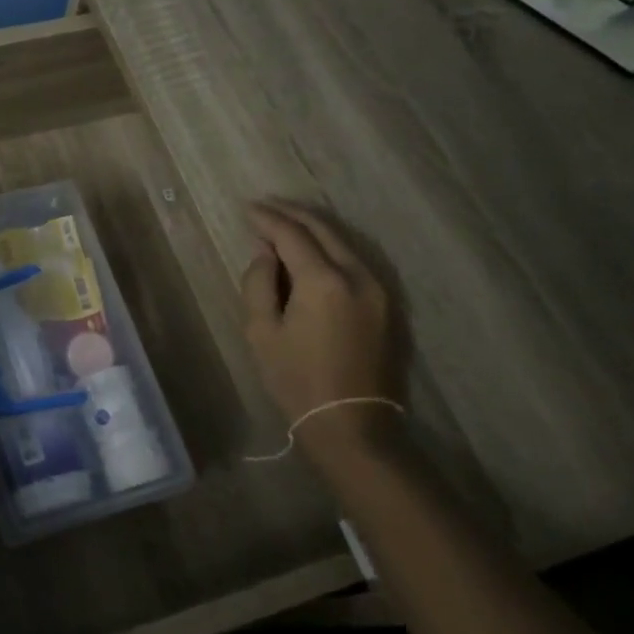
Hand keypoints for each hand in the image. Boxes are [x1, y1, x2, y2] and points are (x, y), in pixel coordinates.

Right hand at [241, 200, 405, 430]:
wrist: (352, 424)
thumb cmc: (297, 380)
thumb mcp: (262, 331)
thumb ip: (258, 283)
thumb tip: (266, 254)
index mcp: (323, 281)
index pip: (291, 234)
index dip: (267, 219)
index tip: (247, 209)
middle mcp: (357, 275)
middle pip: (323, 229)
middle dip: (292, 215)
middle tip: (265, 208)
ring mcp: (378, 289)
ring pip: (343, 242)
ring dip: (313, 229)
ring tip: (285, 224)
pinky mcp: (387, 304)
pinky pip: (355, 261)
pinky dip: (330, 248)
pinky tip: (312, 252)